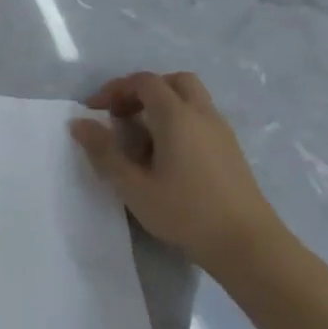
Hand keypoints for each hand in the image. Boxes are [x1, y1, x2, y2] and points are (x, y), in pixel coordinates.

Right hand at [68, 72, 287, 277]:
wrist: (249, 246)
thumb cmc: (186, 213)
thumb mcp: (133, 186)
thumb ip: (104, 151)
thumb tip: (79, 123)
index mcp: (177, 116)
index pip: (144, 82)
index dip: (115, 89)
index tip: (95, 111)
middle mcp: (202, 115)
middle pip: (173, 82)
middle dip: (144, 91)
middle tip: (123, 115)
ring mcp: (222, 133)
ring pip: (191, 100)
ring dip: (162, 107)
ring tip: (141, 139)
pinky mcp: (231, 151)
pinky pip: (201, 120)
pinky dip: (179, 123)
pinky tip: (166, 157)